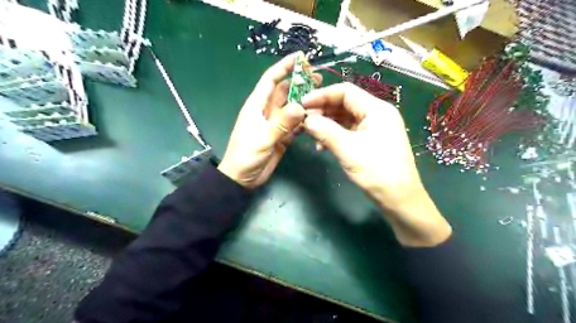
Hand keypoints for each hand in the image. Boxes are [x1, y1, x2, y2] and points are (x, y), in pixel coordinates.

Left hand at [217, 51, 321, 188]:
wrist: (242, 179)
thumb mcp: (262, 138)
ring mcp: (275, 124)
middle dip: (300, 83)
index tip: (300, 57)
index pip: (271, 80)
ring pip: (292, 108)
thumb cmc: (245, 156)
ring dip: (305, 102)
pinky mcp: (282, 137)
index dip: (284, 66)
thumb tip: (301, 106)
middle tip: (319, 79)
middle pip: (285, 92)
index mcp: (257, 105)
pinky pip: (296, 125)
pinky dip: (305, 121)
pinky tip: (316, 119)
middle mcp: (267, 111)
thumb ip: (281, 123)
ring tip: (322, 98)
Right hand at [302, 83, 449, 246]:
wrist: (399, 199)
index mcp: (377, 109)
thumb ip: (325, 131)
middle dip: (323, 111)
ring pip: (345, 119)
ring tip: (311, 134)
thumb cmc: (377, 171)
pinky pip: (349, 132)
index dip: (322, 95)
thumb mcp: (348, 149)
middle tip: (304, 121)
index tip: (302, 103)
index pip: (345, 92)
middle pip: (345, 104)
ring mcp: (374, 128)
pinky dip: (335, 136)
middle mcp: (377, 114)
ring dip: (327, 124)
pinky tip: (323, 146)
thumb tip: (306, 119)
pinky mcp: (371, 141)